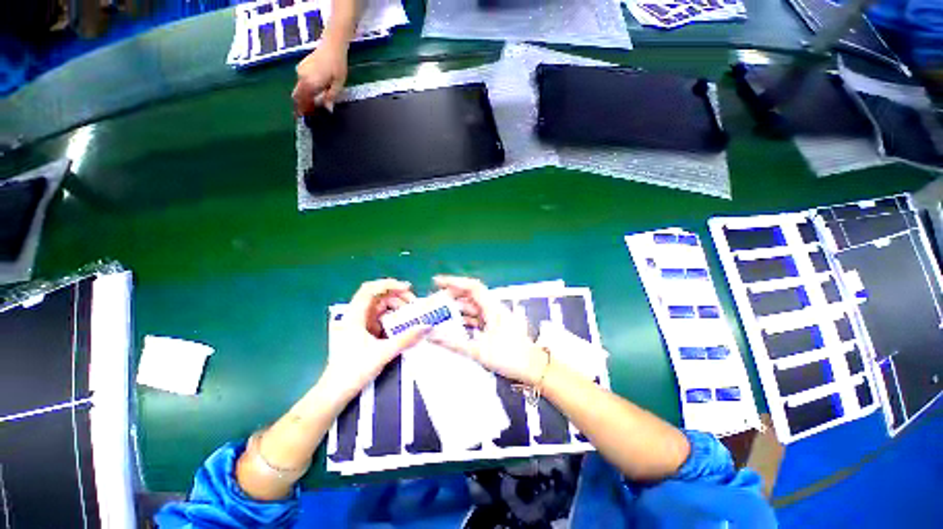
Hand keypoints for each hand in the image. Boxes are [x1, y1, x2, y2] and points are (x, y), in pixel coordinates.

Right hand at [292, 38, 347, 115]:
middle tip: (307, 113)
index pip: (303, 100)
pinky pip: (301, 82)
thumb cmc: (337, 66)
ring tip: (313, 104)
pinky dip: (306, 89)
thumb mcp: (338, 84)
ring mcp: (300, 71)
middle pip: (298, 95)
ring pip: (299, 89)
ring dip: (305, 97)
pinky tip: (314, 92)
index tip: (304, 117)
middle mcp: (302, 77)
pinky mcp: (301, 66)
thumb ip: (331, 97)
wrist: (332, 46)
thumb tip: (328, 109)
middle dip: (302, 104)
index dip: (303, 109)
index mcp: (310, 83)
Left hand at [321, 279, 428, 400]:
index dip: (389, 284)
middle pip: (377, 296)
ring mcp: (357, 323)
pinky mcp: (360, 331)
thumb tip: (427, 326)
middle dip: (396, 296)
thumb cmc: (355, 369)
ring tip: (410, 313)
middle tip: (413, 303)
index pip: (370, 289)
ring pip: (378, 306)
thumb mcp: (383, 352)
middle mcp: (354, 315)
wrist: (335, 391)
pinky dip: (390, 316)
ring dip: (394, 306)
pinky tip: (401, 323)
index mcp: (354, 315)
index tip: (408, 288)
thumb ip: (406, 338)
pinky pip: (378, 317)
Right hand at [429, 275, 547, 384]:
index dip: (454, 282)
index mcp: (492, 308)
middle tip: (435, 300)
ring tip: (440, 312)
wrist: (533, 368)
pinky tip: (454, 325)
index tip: (437, 282)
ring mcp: (495, 317)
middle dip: (452, 296)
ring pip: (473, 307)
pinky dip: (464, 319)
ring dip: (457, 308)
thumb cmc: (510, 357)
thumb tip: (433, 335)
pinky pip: (477, 317)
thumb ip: (454, 343)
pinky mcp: (495, 325)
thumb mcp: (479, 351)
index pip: (472, 287)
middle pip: (471, 295)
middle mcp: (494, 308)